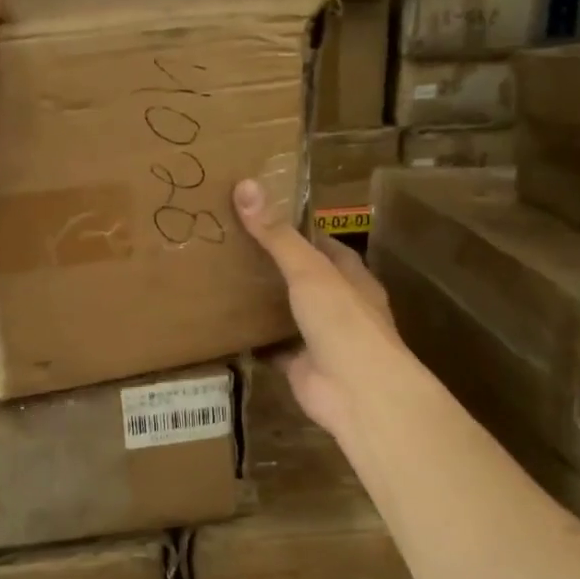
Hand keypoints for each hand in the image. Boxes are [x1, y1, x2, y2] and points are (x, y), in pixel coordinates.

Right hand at [233, 178, 404, 441]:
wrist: (356, 392)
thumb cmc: (342, 321)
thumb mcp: (309, 270)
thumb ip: (277, 235)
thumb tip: (246, 186)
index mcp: (351, 277)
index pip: (323, 245)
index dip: (297, 230)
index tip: (262, 216)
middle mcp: (339, 305)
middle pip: (303, 278)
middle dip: (274, 266)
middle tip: (230, 245)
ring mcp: (320, 338)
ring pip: (288, 313)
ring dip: (263, 302)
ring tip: (222, 280)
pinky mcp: (300, 365)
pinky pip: (272, 347)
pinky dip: (252, 340)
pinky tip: (224, 326)